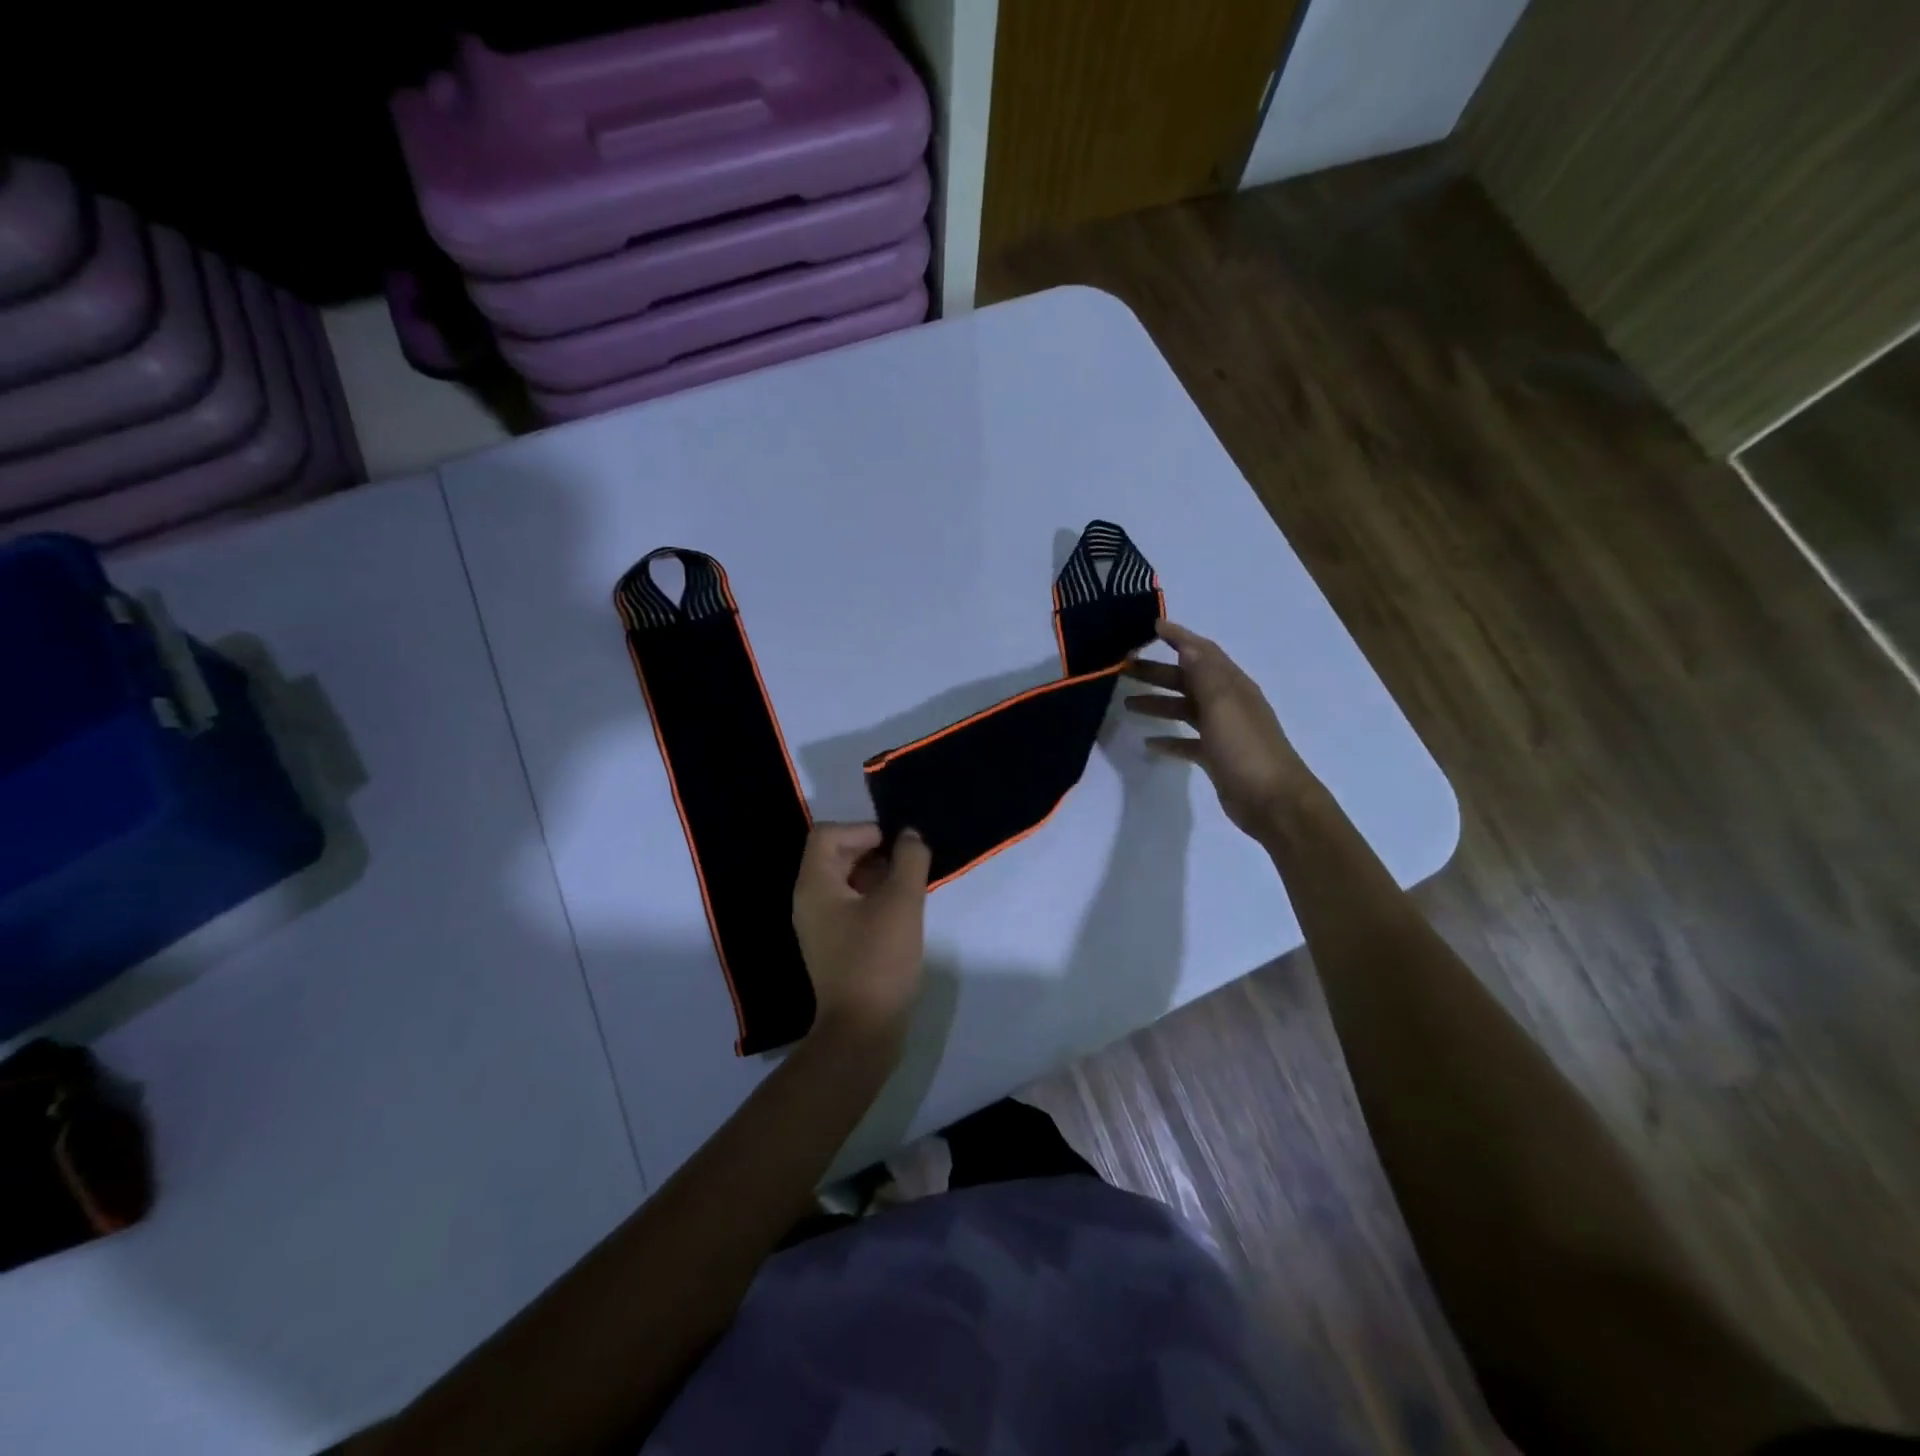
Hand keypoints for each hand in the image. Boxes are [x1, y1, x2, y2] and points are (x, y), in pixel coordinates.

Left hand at [792, 823, 931, 1042]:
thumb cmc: (879, 959)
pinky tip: (901, 910)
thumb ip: (909, 859)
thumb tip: (909, 835)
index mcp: (814, 886)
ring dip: (875, 874)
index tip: (894, 846)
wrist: (863, 1030)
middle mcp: (809, 901)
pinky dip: (873, 897)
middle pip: (834, 855)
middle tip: (907, 862)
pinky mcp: (834, 945)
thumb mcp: (902, 902)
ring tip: (909, 884)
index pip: (827, 834)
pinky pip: (849, 905)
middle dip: (872, 850)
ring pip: (844, 881)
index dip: (862, 830)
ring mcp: (819, 925)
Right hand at [1124, 621, 1314, 838]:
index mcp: (1232, 685)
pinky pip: (1188, 741)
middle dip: (1158, 671)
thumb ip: (1204, 673)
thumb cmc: (1246, 749)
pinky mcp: (1217, 757)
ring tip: (1127, 703)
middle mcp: (1228, 703)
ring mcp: (1223, 731)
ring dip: (1158, 703)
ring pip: (1185, 709)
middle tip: (1124, 668)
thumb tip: (1187, 643)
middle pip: (1188, 679)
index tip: (1151, 626)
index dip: (1179, 637)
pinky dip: (1169, 739)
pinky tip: (1149, 742)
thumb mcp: (1223, 705)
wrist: (1273, 801)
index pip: (1203, 652)